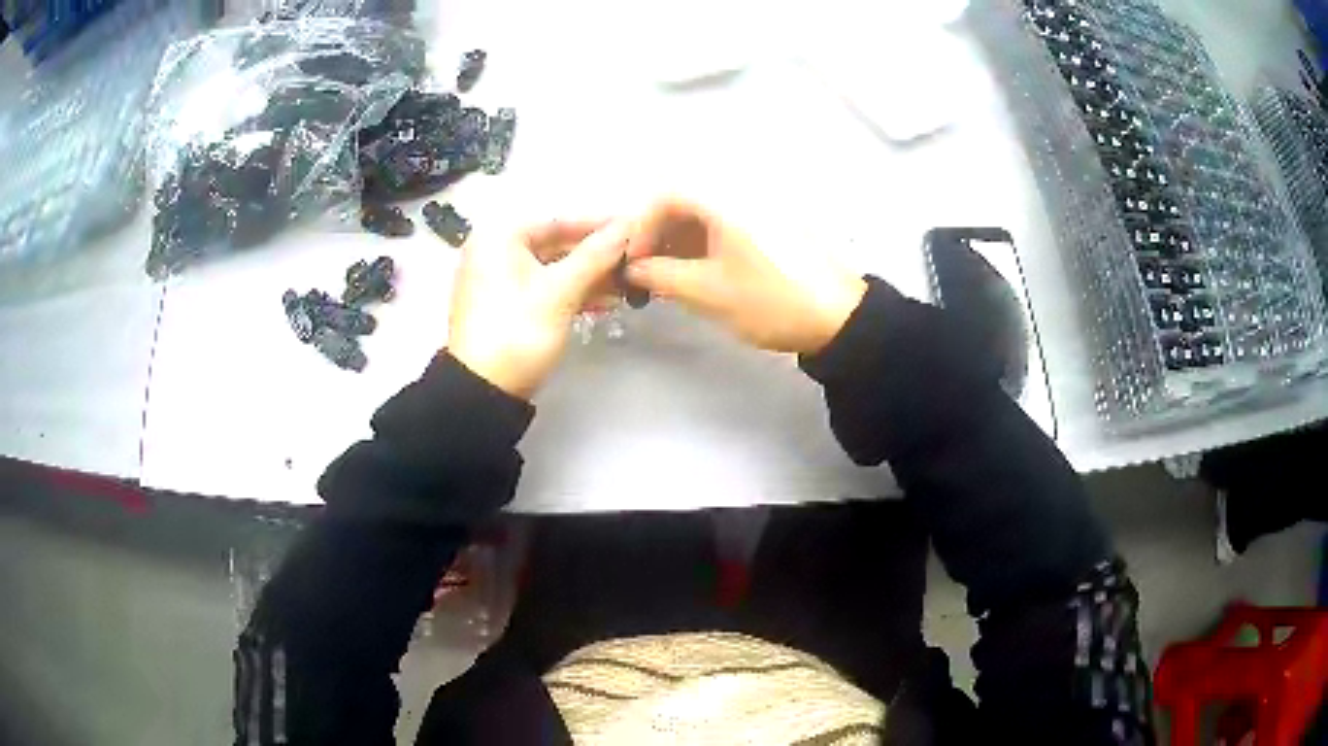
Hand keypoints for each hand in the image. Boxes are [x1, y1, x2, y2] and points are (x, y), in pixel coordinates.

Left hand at [446, 219, 629, 399]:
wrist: (482, 391)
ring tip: (627, 287)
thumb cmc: (517, 330)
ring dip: (589, 277)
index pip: (560, 222)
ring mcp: (498, 281)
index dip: (600, 227)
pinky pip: (543, 290)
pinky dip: (571, 294)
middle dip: (596, 257)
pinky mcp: (504, 307)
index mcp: (500, 237)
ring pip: (552, 270)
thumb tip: (628, 224)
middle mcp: (494, 251)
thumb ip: (595, 255)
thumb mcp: (560, 291)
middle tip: (635, 263)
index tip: (636, 230)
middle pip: (556, 246)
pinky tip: (604, 303)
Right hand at [625, 198, 866, 353]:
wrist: (840, 318)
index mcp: (725, 198)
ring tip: (668, 279)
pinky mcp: (772, 225)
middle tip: (646, 271)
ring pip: (705, 214)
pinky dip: (704, 244)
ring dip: (679, 241)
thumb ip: (660, 275)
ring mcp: (760, 207)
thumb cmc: (770, 301)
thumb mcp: (707, 291)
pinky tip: (698, 272)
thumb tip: (633, 268)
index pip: (665, 195)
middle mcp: (741, 192)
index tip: (634, 261)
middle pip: (684, 201)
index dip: (640, 227)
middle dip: (658, 235)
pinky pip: (726, 224)